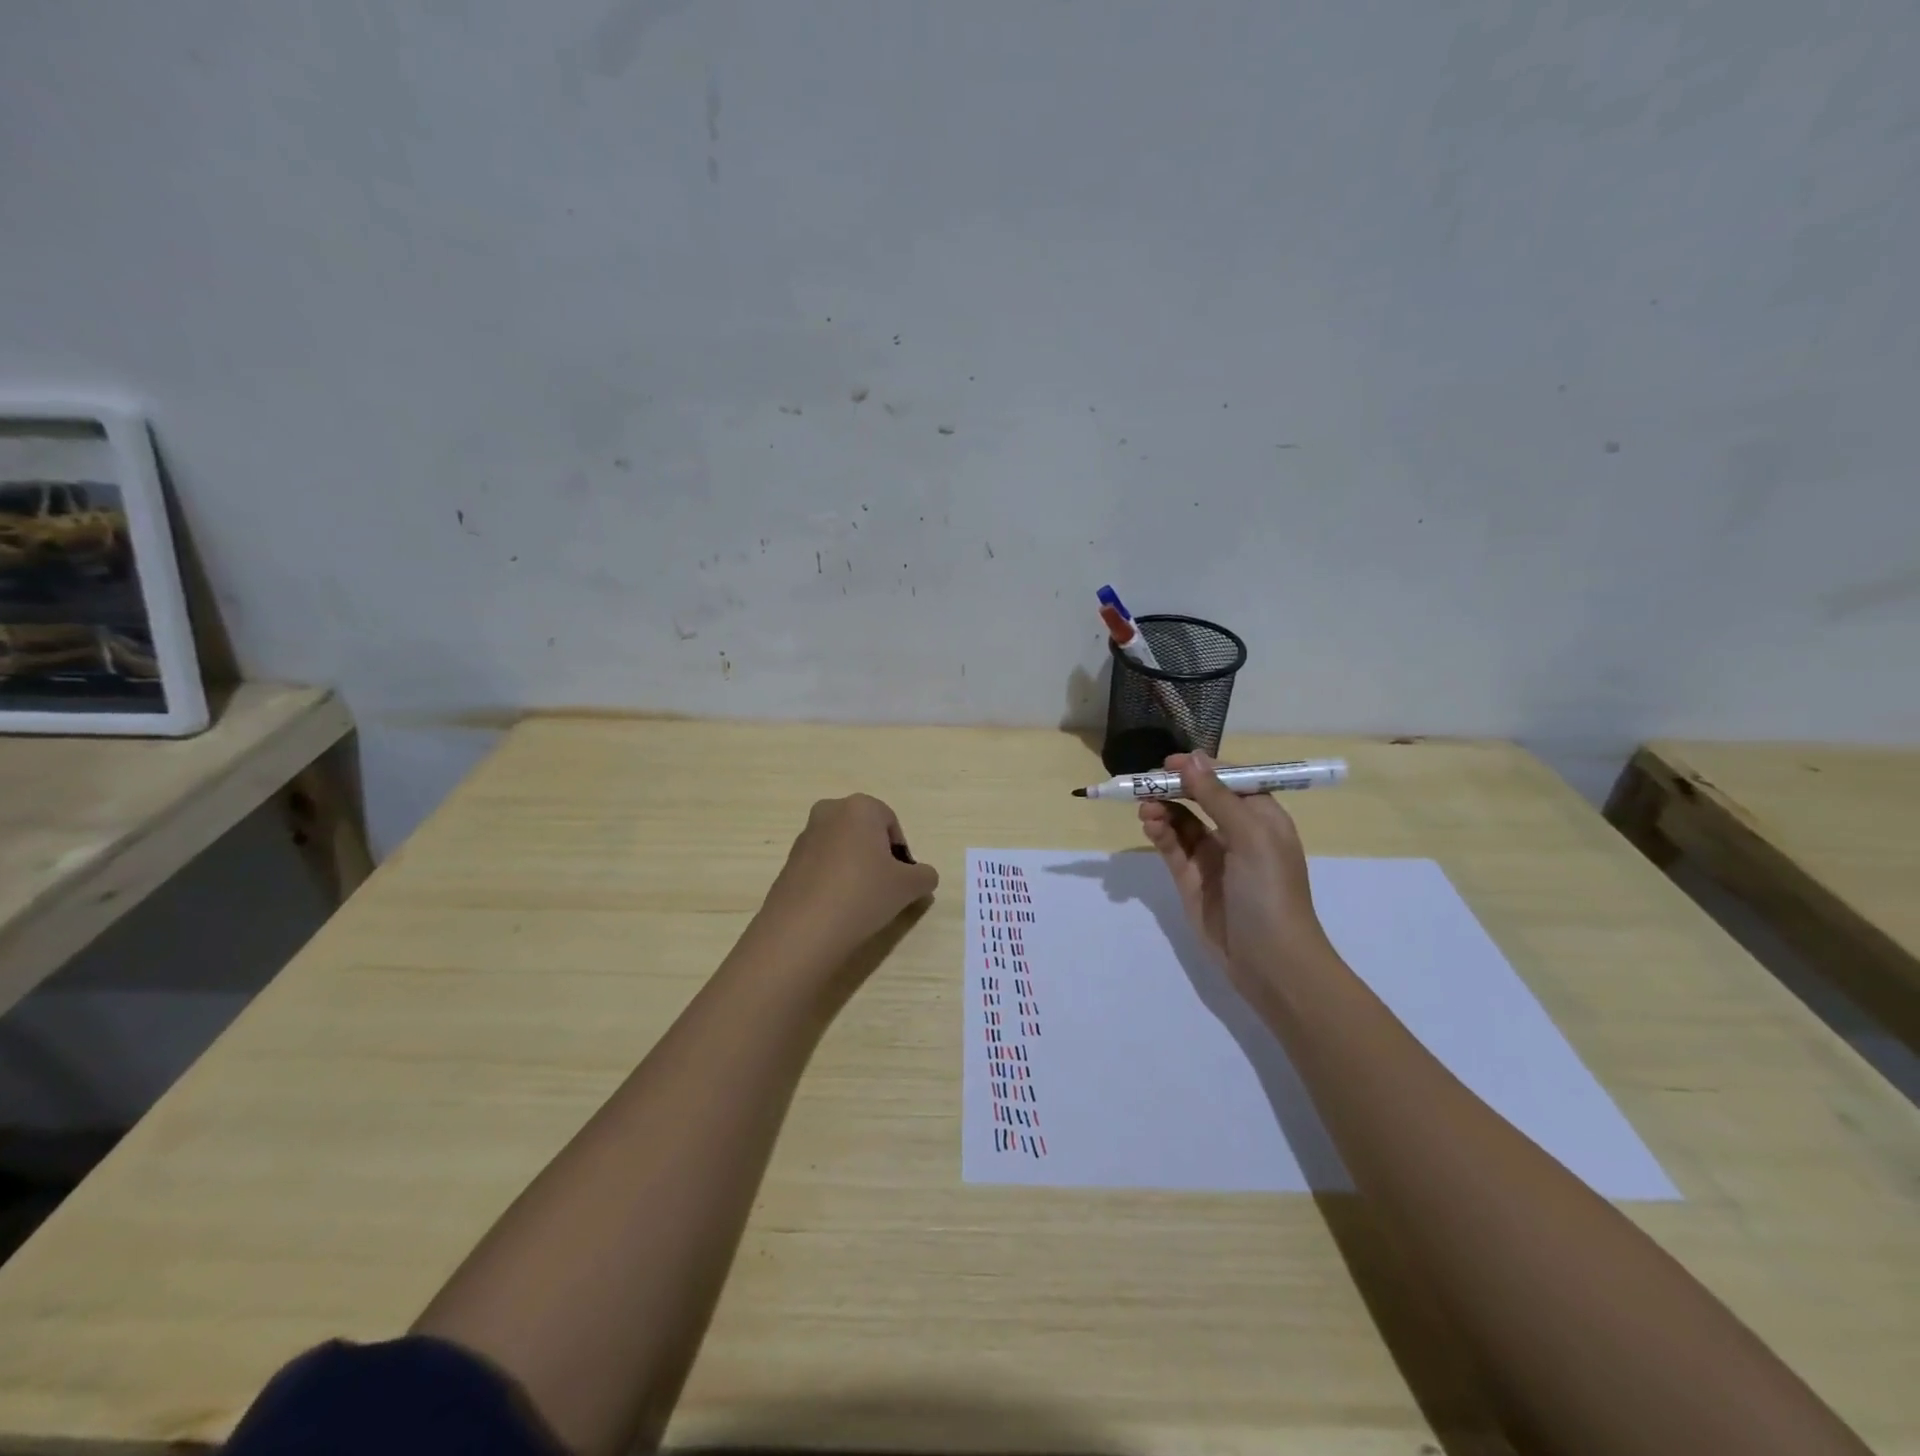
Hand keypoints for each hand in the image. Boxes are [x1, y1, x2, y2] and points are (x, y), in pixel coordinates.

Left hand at [751, 793, 938, 974]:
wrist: (803, 928)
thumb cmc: (863, 894)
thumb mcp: (908, 887)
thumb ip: (924, 876)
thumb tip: (923, 876)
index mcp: (860, 807)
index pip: (892, 825)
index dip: (901, 854)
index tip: (900, 881)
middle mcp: (830, 812)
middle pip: (865, 833)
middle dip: (876, 857)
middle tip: (883, 889)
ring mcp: (805, 836)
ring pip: (842, 849)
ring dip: (854, 868)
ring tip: (858, 902)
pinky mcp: (789, 861)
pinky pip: (822, 865)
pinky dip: (832, 880)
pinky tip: (836, 907)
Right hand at [1138, 752, 1331, 998]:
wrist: (1270, 962)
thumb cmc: (1270, 891)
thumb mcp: (1250, 836)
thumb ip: (1217, 797)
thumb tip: (1191, 758)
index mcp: (1262, 817)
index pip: (1229, 780)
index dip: (1200, 768)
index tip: (1169, 763)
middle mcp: (1237, 832)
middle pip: (1200, 798)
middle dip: (1174, 788)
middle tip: (1145, 782)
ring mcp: (1212, 857)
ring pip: (1182, 821)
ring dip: (1163, 809)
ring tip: (1144, 807)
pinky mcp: (1191, 879)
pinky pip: (1172, 847)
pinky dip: (1159, 832)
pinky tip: (1149, 824)